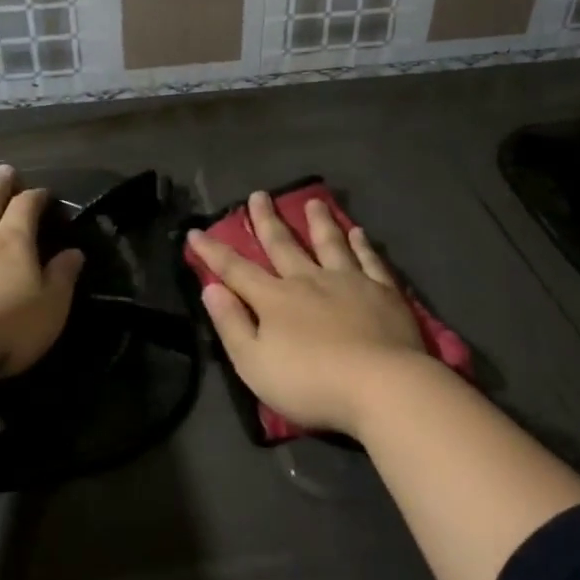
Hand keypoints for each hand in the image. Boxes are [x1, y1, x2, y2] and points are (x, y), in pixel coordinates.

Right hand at [188, 192, 427, 436]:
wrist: (380, 385)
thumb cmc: (310, 382)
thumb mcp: (254, 363)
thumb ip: (232, 324)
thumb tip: (211, 288)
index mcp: (275, 299)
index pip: (236, 270)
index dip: (213, 251)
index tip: (196, 231)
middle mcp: (309, 280)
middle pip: (283, 245)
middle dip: (267, 220)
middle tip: (259, 194)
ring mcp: (349, 282)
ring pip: (329, 243)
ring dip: (318, 221)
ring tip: (312, 201)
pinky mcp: (382, 291)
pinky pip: (369, 260)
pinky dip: (362, 244)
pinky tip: (359, 233)